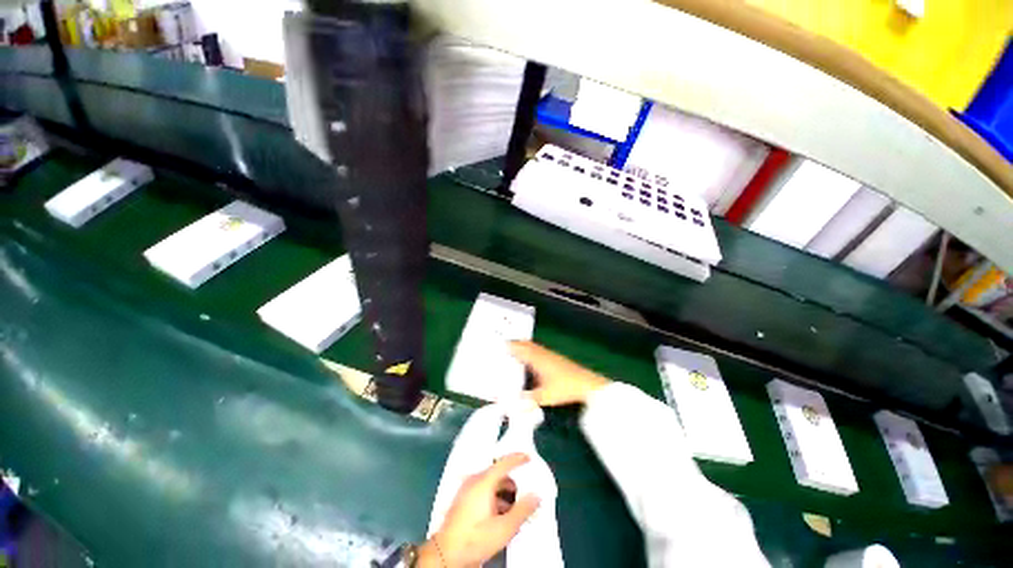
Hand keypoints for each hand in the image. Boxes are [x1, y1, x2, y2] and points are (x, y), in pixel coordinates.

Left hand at [420, 453, 540, 566]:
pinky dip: (495, 495)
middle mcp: (475, 480)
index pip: (504, 462)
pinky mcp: (464, 499)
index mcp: (484, 482)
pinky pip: (484, 489)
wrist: (446, 554)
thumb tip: (536, 496)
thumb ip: (522, 510)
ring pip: (491, 482)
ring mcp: (467, 489)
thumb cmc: (475, 538)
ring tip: (516, 505)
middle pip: (498, 472)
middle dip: (513, 480)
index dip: (518, 458)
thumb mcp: (504, 528)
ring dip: (504, 490)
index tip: (529, 457)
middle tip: (526, 489)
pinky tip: (502, 512)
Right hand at [510, 341, 609, 406]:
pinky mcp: (555, 358)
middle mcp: (542, 354)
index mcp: (537, 359)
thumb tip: (512, 406)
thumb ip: (528, 401)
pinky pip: (539, 350)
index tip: (500, 345)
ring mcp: (550, 355)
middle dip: (515, 343)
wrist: (587, 383)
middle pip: (526, 344)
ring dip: (523, 346)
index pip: (521, 348)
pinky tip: (531, 358)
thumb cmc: (565, 388)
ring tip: (514, 350)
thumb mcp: (545, 396)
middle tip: (504, 346)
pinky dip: (531, 350)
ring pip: (533, 346)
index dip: (510, 346)